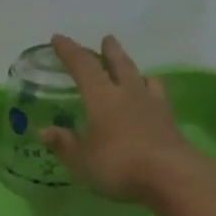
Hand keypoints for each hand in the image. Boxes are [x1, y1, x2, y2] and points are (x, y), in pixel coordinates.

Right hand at [41, 34, 201, 202]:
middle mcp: (128, 93)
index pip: (83, 66)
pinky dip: (152, 90)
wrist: (170, 176)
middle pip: (119, 64)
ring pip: (143, 77)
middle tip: (106, 39)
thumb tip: (44, 131)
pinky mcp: (170, 121)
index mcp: (102, 97)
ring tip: (133, 70)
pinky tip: (152, 97)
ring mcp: (153, 105)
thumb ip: (64, 144)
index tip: (58, 39)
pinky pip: (159, 96)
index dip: (69, 51)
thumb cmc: (118, 165)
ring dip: (134, 69)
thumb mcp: (81, 160)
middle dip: (110, 51)